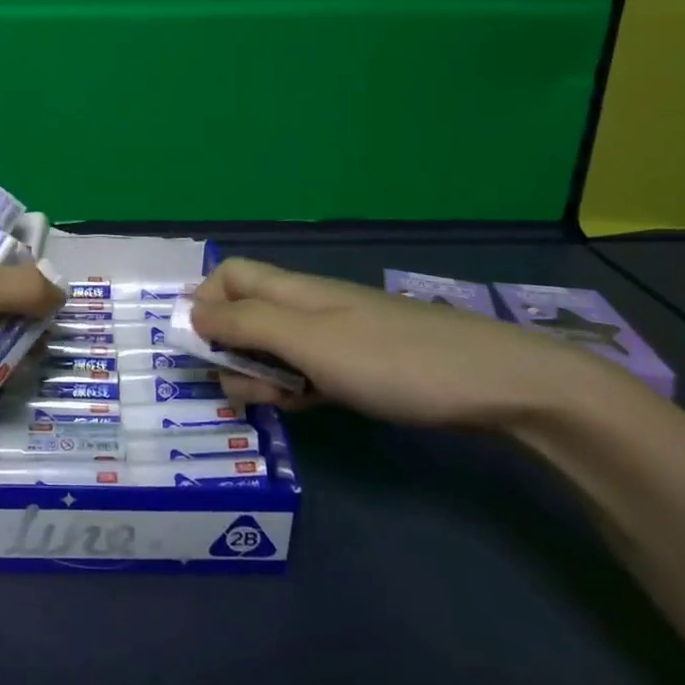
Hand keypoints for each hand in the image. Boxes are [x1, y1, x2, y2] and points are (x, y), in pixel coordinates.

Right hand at [188, 258, 612, 428]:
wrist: (493, 383)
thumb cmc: (390, 359)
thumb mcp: (308, 340)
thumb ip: (245, 324)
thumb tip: (191, 312)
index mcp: (291, 291)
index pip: (229, 275)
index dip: (205, 301)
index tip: (201, 345)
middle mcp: (307, 307)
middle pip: (245, 315)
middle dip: (230, 350)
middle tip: (248, 388)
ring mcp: (334, 338)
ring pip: (273, 349)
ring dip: (261, 375)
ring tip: (281, 404)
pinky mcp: (356, 368)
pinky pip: (306, 373)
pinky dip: (294, 389)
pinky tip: (306, 409)